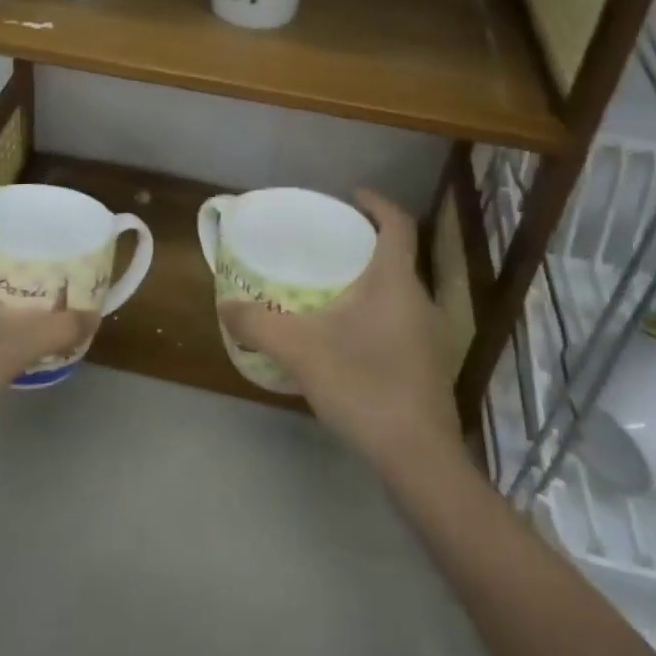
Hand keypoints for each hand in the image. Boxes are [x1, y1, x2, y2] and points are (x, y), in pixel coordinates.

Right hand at [219, 189, 459, 472]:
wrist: (419, 459)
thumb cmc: (363, 384)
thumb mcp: (300, 349)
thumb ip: (258, 324)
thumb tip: (225, 306)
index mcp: (395, 280)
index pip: (397, 223)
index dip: (378, 203)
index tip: (352, 195)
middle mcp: (420, 300)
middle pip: (398, 257)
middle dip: (366, 245)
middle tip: (329, 245)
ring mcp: (430, 336)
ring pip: (400, 292)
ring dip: (372, 282)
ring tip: (334, 290)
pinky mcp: (430, 367)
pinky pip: (402, 322)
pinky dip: (378, 315)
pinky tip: (350, 340)